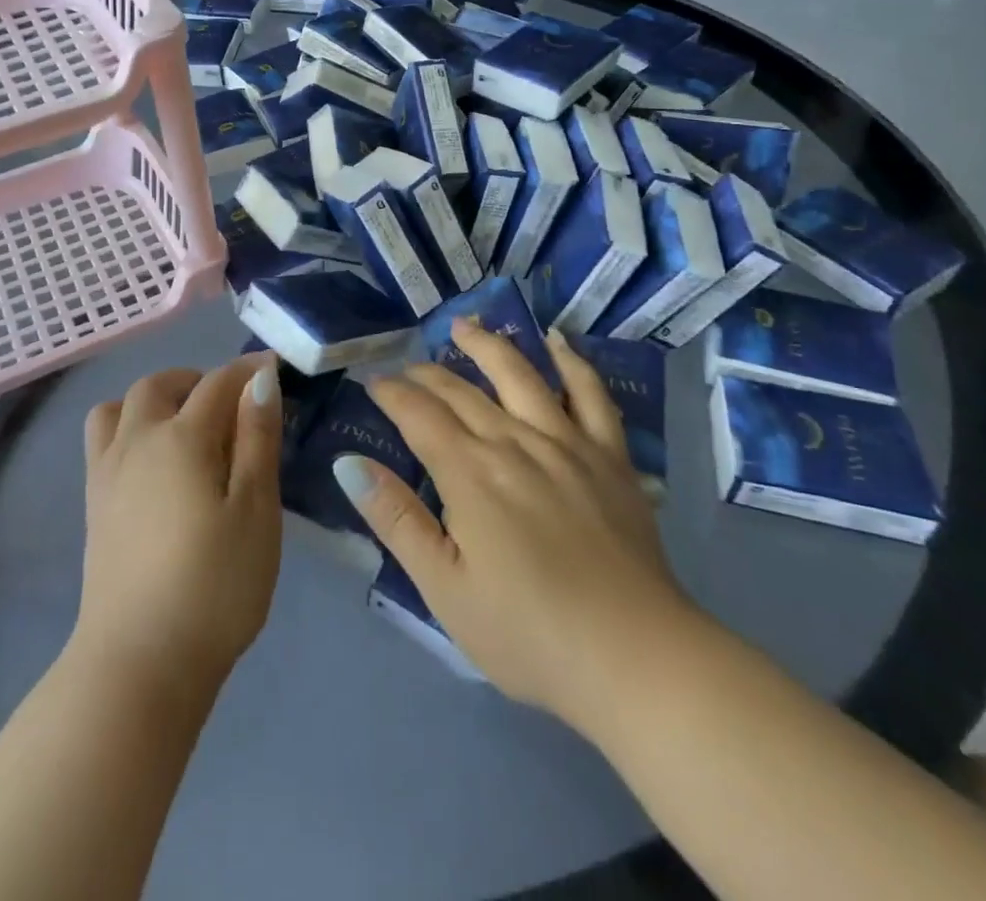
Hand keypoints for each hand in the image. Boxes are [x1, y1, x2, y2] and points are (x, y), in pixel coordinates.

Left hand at [73, 357, 283, 690]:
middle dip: (195, 379)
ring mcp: (107, 473)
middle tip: (229, 403)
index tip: (272, 368)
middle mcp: (137, 441)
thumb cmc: (214, 585)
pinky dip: (128, 428)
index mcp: (181, 438)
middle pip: (158, 385)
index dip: (247, 371)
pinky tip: (154, 465)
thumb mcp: (256, 511)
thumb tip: (260, 380)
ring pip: (119, 407)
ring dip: (152, 400)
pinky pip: (103, 440)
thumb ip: (257, 439)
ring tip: (183, 427)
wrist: (139, 661)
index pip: (217, 383)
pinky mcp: (94, 504)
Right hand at [336, 322, 699, 731]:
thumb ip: (396, 519)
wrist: (636, 659)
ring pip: (519, 375)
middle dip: (427, 373)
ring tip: (464, 325)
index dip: (391, 392)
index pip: (418, 413)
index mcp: (469, 473)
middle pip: (462, 391)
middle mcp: (514, 441)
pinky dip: (572, 362)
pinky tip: (557, 342)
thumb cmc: (528, 634)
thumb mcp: (444, 589)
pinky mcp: (611, 457)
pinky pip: (590, 394)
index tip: (372, 380)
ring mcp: (567, 443)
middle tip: (407, 366)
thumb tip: (348, 463)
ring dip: (487, 344)